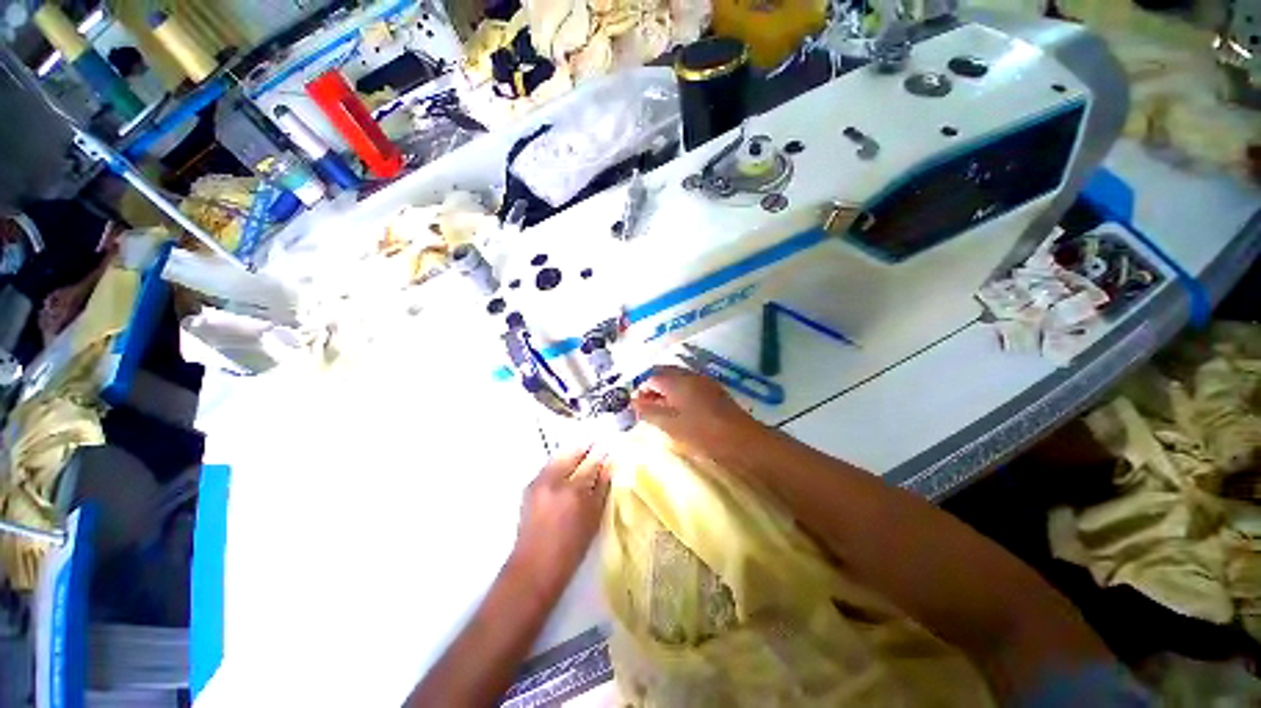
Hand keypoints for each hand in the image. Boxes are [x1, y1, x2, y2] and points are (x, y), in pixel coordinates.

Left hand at [511, 447, 609, 593]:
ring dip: (572, 453)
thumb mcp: (592, 519)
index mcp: (574, 491)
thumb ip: (601, 489)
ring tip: (583, 453)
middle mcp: (555, 481)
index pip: (592, 464)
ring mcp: (539, 482)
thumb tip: (609, 466)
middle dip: (586, 449)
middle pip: (573, 454)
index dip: (601, 455)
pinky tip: (566, 467)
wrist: (534, 567)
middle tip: (596, 445)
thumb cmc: (570, 549)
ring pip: (559, 457)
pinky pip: (548, 467)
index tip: (609, 449)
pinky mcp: (529, 487)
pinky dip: (559, 463)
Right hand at [632, 366, 764, 457]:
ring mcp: (703, 381)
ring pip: (678, 379)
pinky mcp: (714, 390)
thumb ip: (649, 412)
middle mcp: (689, 375)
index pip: (651, 377)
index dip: (640, 390)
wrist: (743, 440)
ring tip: (662, 412)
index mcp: (676, 381)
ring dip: (666, 391)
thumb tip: (632, 403)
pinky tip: (681, 411)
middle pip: (664, 374)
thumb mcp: (670, 425)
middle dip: (653, 389)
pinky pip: (690, 385)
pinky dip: (679, 394)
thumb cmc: (703, 433)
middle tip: (647, 409)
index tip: (636, 408)